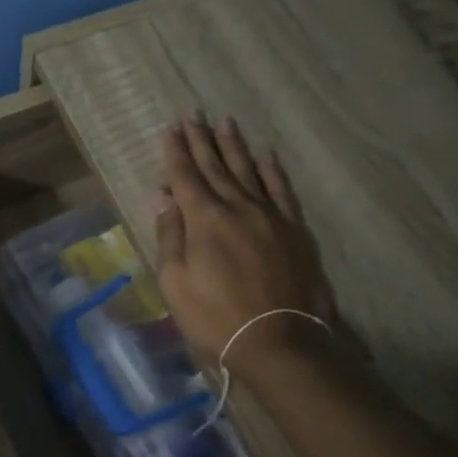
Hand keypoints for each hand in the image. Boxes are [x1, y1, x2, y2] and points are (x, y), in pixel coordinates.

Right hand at [153, 115, 338, 369]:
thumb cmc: (215, 317)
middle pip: (216, 166)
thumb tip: (162, 196)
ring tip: (225, 122)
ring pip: (249, 171)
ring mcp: (270, 216)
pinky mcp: (295, 230)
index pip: (186, 176)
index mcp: (204, 219)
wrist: (278, 342)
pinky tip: (266, 156)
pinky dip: (272, 171)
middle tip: (193, 115)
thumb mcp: (176, 282)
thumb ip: (170, 235)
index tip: (170, 127)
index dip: (176, 151)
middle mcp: (238, 207)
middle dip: (202, 140)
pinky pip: (282, 190)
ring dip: (235, 146)